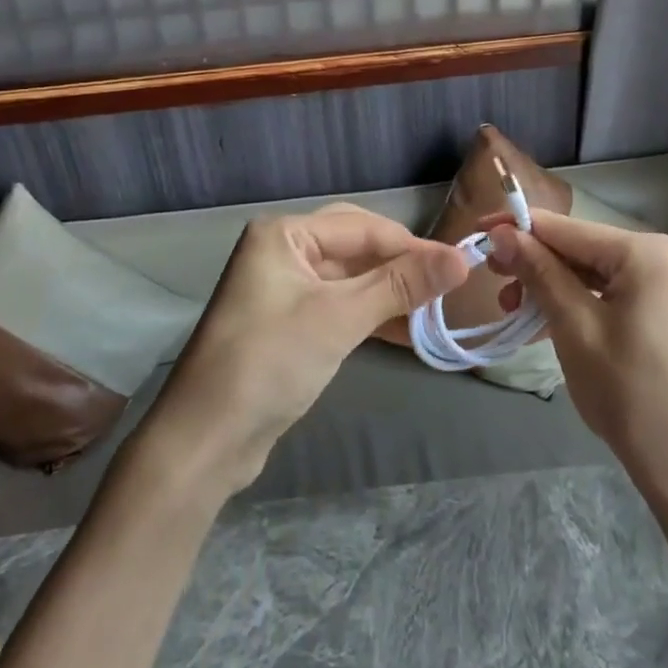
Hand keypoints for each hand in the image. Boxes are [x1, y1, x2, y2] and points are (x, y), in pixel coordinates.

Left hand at [142, 204, 468, 494]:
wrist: (206, 441)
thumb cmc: (270, 363)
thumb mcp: (339, 318)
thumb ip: (400, 285)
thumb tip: (461, 259)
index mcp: (284, 234)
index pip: (363, 227)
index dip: (413, 246)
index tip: (461, 267)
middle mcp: (282, 251)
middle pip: (356, 248)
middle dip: (401, 267)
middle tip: (448, 288)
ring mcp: (284, 288)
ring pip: (351, 279)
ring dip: (390, 295)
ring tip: (434, 313)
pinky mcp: (289, 323)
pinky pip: (340, 306)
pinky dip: (371, 316)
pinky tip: (405, 332)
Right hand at [484, 210, 667, 506]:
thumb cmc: (631, 395)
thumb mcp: (574, 328)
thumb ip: (539, 272)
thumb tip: (503, 232)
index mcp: (650, 253)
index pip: (568, 229)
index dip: (518, 228)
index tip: (478, 234)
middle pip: (586, 250)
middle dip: (537, 264)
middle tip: (495, 283)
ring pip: (601, 275)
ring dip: (556, 288)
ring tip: (517, 312)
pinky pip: (621, 296)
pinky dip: (585, 305)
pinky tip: (553, 322)